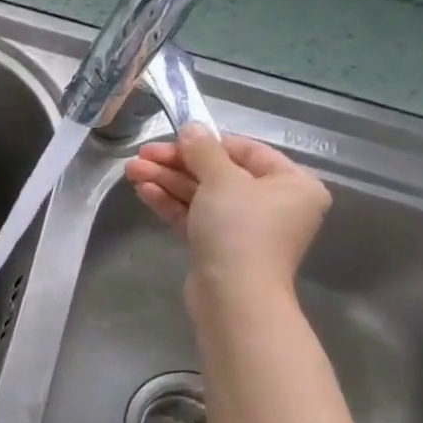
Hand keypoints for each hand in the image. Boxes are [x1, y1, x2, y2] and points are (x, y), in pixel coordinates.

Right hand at [124, 124, 330, 309]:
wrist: (233, 294)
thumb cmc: (240, 230)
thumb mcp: (222, 180)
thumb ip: (204, 150)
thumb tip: (192, 127)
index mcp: (291, 183)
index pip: (245, 151)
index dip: (206, 143)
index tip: (171, 139)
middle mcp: (273, 204)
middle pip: (219, 174)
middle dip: (176, 165)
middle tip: (140, 157)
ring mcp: (244, 228)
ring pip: (201, 196)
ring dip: (167, 182)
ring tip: (131, 172)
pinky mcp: (219, 246)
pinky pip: (195, 216)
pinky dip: (172, 203)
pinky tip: (145, 191)